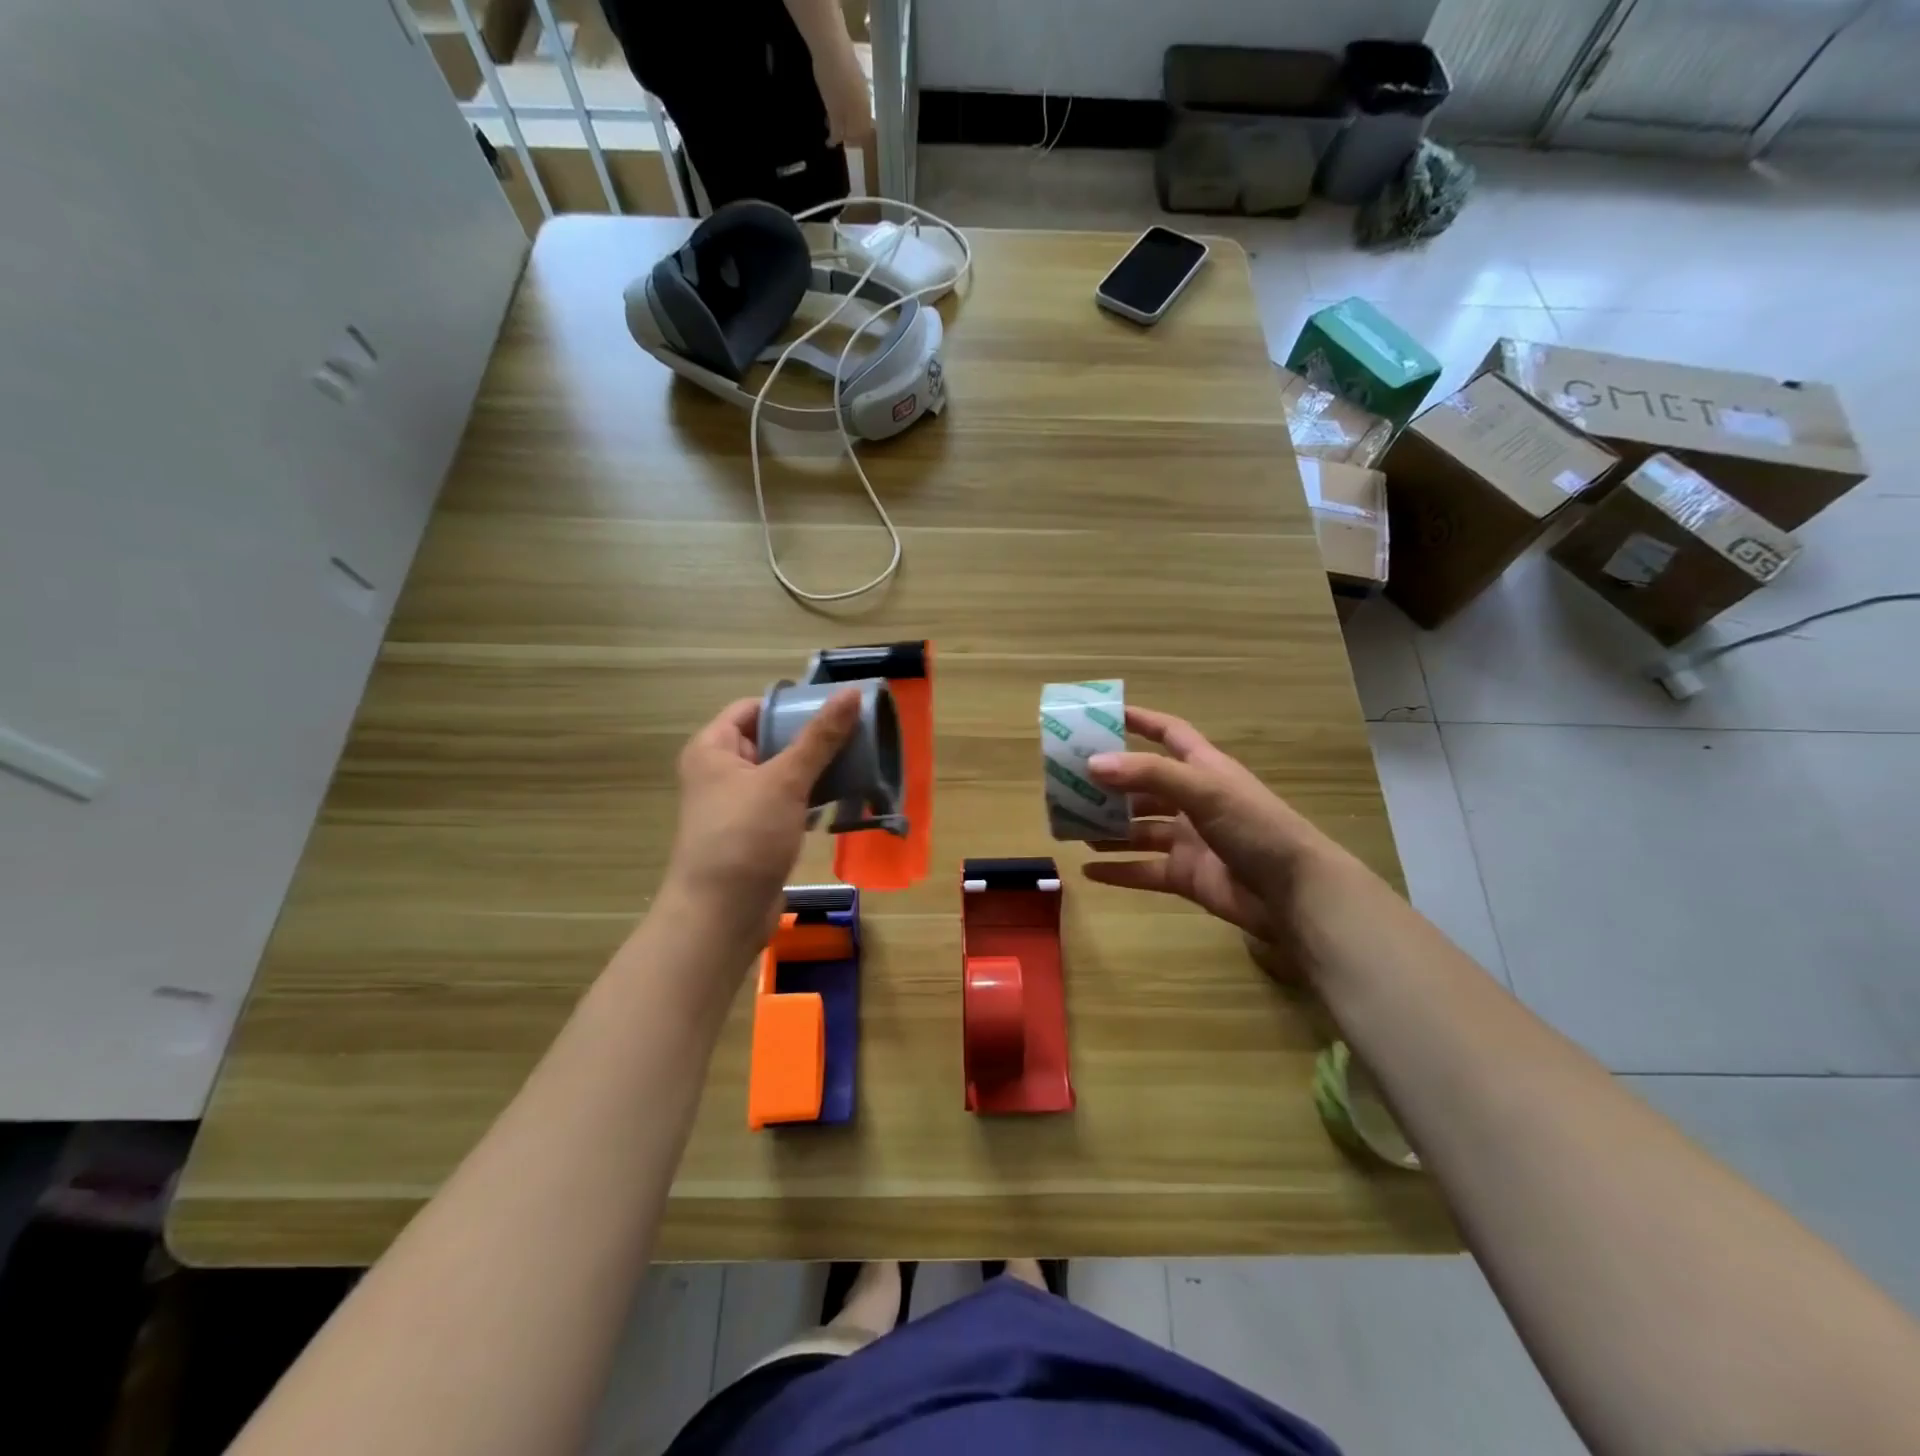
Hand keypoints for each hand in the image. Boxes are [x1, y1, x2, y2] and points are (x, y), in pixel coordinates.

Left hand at [662, 690, 859, 952]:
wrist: (722, 915)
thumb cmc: (745, 837)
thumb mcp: (785, 780)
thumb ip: (820, 737)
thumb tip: (852, 693)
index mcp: (713, 748)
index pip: (753, 708)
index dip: (791, 703)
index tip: (833, 704)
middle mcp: (720, 772)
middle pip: (769, 739)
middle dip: (810, 736)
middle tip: (855, 731)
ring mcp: (738, 805)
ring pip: (781, 773)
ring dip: (814, 768)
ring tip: (857, 759)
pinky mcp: (755, 833)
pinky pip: (786, 803)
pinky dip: (810, 797)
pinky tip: (841, 797)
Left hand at [813, 40, 872, 146]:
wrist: (831, 45)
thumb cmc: (831, 83)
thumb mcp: (832, 110)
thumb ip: (837, 128)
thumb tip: (836, 141)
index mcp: (863, 115)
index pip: (861, 136)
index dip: (849, 141)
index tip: (835, 141)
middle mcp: (867, 103)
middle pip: (861, 124)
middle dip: (848, 130)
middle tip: (833, 130)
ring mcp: (863, 87)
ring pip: (858, 110)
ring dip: (847, 117)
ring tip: (832, 115)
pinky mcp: (857, 74)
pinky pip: (854, 97)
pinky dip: (846, 104)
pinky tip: (836, 100)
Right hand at [1083, 706, 1334, 972]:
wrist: (1294, 893)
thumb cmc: (1254, 826)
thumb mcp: (1203, 789)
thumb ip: (1148, 774)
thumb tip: (1092, 764)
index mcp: (1204, 769)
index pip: (1169, 734)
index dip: (1140, 721)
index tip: (1103, 715)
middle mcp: (1194, 800)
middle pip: (1144, 786)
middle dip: (1110, 785)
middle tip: (1069, 785)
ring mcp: (1189, 840)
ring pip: (1138, 830)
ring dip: (1108, 829)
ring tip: (1072, 828)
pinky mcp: (1186, 876)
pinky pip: (1144, 870)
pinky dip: (1118, 871)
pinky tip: (1087, 871)